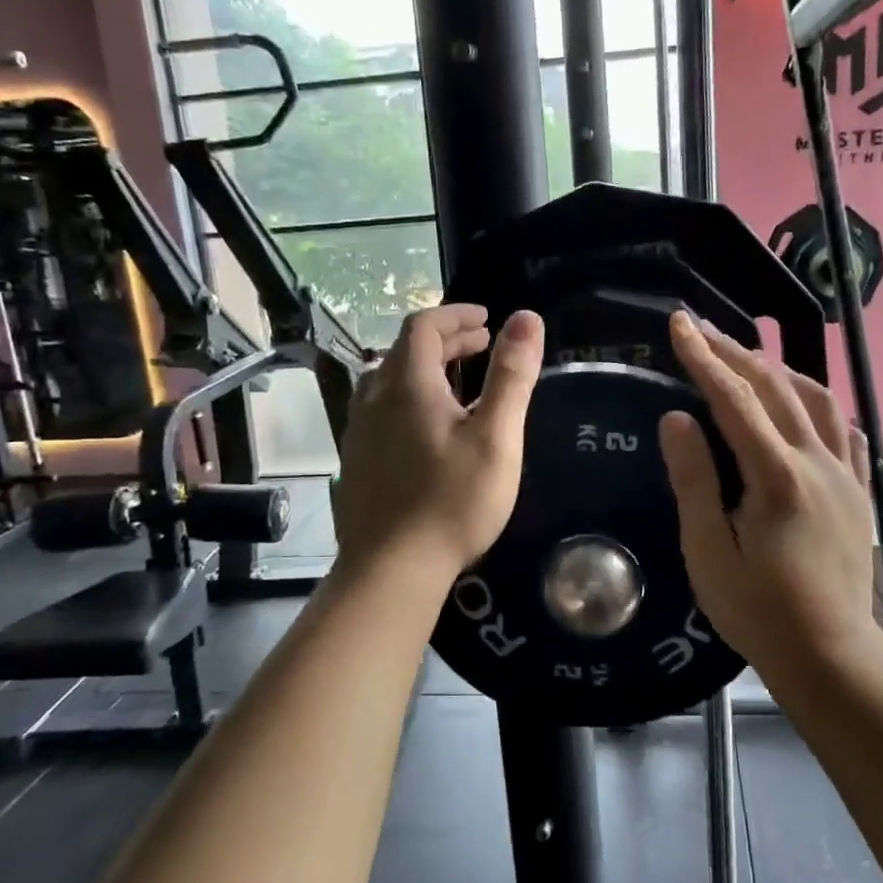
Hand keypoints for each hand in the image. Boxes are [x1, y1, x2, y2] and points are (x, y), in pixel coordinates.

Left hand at [332, 304, 544, 589]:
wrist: (392, 568)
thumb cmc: (452, 500)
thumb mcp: (495, 436)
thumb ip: (511, 375)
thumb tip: (526, 318)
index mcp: (407, 384)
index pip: (423, 325)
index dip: (456, 315)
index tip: (487, 319)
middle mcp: (375, 397)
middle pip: (405, 350)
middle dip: (446, 339)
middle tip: (483, 346)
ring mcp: (359, 429)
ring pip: (390, 379)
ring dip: (426, 367)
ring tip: (459, 380)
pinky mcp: (356, 458)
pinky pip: (383, 407)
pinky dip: (410, 396)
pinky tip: (429, 426)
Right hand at [658, 311, 882, 675]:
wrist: (831, 654)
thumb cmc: (759, 610)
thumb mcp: (709, 552)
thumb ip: (694, 481)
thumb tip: (676, 418)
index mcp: (777, 477)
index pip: (735, 399)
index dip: (703, 358)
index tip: (678, 324)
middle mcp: (817, 462)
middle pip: (774, 388)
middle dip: (733, 351)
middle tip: (699, 328)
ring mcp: (845, 473)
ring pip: (816, 399)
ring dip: (777, 369)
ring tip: (746, 356)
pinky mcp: (858, 489)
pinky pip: (843, 428)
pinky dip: (817, 402)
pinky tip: (803, 402)